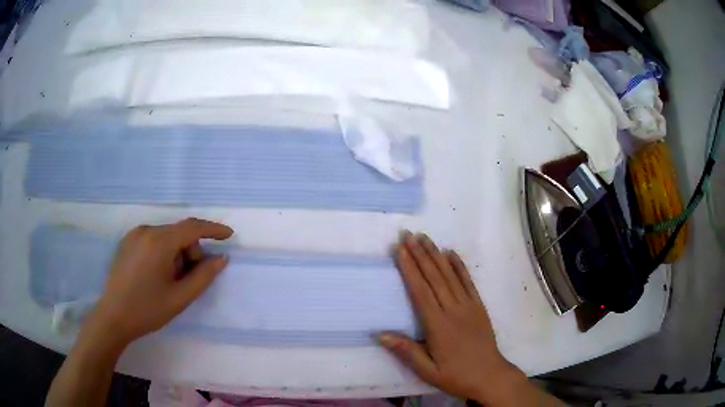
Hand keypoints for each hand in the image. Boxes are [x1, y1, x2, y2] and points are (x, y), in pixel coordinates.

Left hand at [90, 218, 233, 345]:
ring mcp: (134, 234)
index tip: (229, 235)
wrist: (113, 317)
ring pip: (166, 237)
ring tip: (171, 280)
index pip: (192, 227)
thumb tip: (221, 258)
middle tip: (190, 278)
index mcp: (159, 242)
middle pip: (179, 233)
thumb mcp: (180, 297)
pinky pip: (153, 239)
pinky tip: (157, 274)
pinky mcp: (127, 241)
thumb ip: (204, 276)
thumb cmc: (148, 309)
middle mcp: (146, 230)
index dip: (213, 229)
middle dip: (191, 251)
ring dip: (176, 253)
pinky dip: (163, 252)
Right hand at [379, 232, 523, 403]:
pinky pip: (468, 282)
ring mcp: (468, 306)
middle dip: (420, 254)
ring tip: (424, 237)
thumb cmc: (456, 376)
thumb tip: (380, 334)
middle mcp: (453, 310)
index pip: (420, 291)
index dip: (409, 268)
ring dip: (436, 255)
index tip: (400, 249)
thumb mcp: (427, 371)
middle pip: (434, 277)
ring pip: (450, 275)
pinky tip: (451, 253)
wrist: (489, 376)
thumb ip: (406, 351)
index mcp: (438, 326)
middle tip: (408, 234)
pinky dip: (459, 266)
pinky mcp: (479, 306)